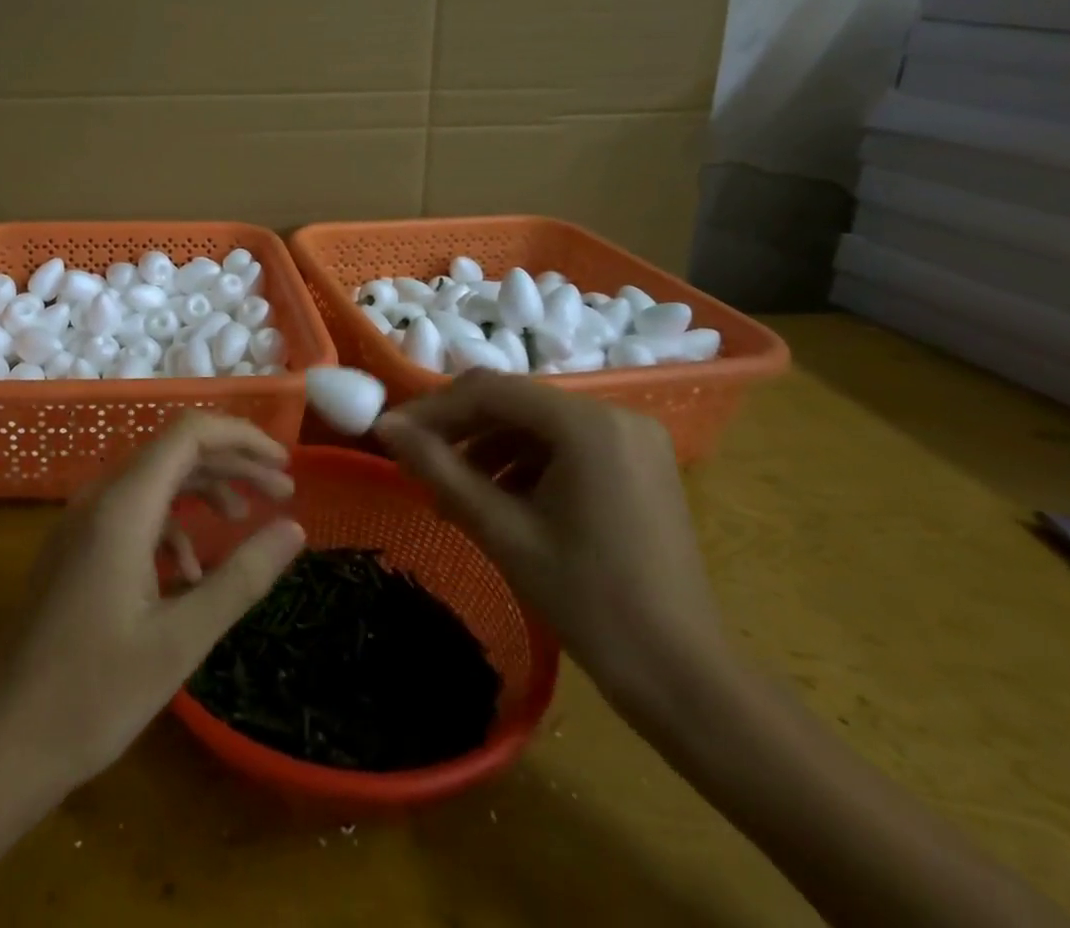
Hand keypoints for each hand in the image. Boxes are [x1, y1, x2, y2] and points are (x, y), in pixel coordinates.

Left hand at [0, 413, 305, 789]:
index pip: (189, 434)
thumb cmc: (96, 692)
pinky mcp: (77, 547)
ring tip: (247, 517)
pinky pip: (134, 512)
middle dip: (232, 464)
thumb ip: (242, 577)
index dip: (241, 437)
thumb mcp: (182, 638)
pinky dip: (173, 524)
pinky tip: (192, 570)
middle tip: (283, 490)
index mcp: (123, 506)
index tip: (286, 463)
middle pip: (175, 452)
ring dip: (204, 490)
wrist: (5, 739)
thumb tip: (294, 529)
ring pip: (155, 480)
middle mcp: (100, 498)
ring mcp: (83, 522)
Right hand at [373, 371, 727, 717]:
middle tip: (414, 459)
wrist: (684, 678)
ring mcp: (631, 439)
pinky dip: (523, 463)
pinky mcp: (637, 464)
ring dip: (487, 447)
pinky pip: (564, 445)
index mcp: (587, 424)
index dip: (432, 409)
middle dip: (459, 428)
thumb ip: (439, 469)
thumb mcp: (502, 531)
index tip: (390, 433)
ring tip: (450, 490)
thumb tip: (385, 427)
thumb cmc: (589, 601)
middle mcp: (614, 415)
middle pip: (514, 402)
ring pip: (536, 424)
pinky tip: (496, 499)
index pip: (489, 391)